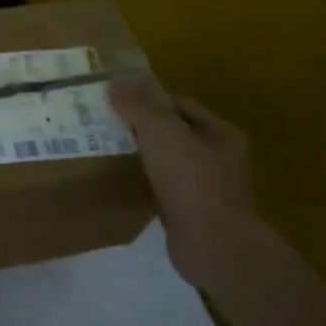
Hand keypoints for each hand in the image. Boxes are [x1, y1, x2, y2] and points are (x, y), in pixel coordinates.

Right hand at [108, 77, 260, 288]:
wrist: (212, 244)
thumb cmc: (191, 181)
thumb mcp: (162, 133)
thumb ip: (139, 106)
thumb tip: (116, 82)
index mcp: (220, 133)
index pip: (179, 104)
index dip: (148, 99)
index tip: (115, 102)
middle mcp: (219, 157)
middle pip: (174, 132)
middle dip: (141, 127)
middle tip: (105, 125)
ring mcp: (208, 187)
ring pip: (168, 160)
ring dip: (142, 155)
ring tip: (107, 151)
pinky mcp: (193, 212)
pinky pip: (164, 187)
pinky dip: (145, 181)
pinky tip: (123, 182)